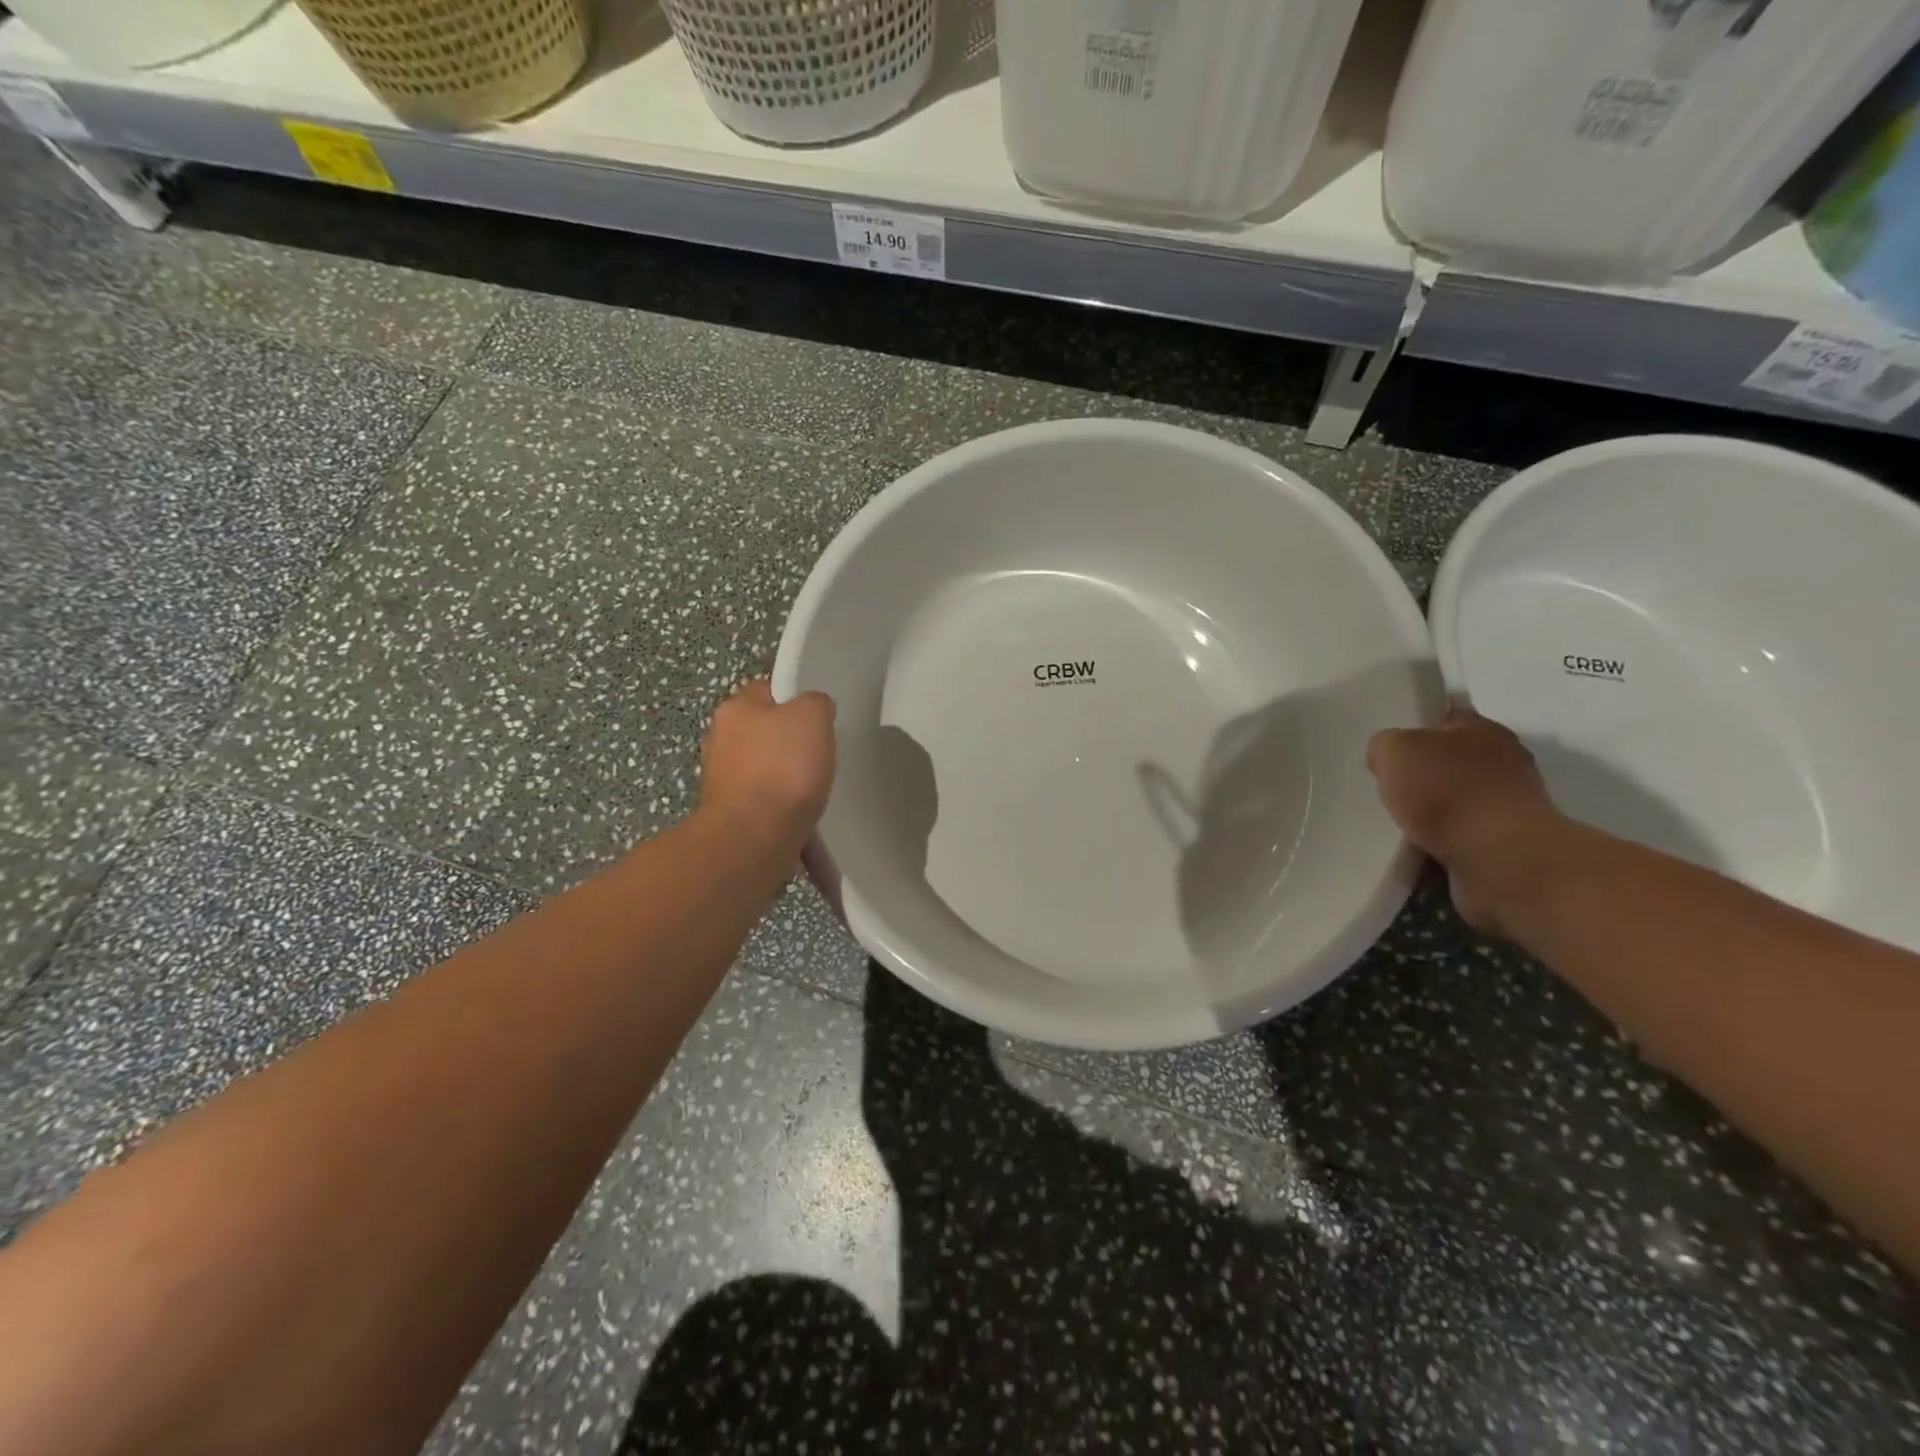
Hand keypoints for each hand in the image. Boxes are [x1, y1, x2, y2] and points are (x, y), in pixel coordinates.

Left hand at [698, 679, 836, 856]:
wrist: (754, 838)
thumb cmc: (783, 768)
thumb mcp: (813, 715)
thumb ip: (816, 703)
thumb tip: (814, 710)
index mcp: (734, 710)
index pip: (766, 690)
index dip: (794, 699)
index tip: (819, 718)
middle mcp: (720, 741)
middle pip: (764, 732)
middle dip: (789, 744)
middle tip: (820, 754)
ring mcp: (723, 782)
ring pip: (765, 771)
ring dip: (787, 780)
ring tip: (815, 791)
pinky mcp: (732, 817)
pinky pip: (766, 805)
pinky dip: (784, 810)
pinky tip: (803, 818)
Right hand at [1366, 709, 1565, 934]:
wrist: (1499, 856)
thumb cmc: (1446, 790)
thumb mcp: (1393, 750)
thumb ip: (1384, 745)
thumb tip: (1387, 756)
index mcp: (1483, 729)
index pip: (1445, 718)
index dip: (1415, 728)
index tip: (1389, 747)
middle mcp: (1505, 761)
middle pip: (1451, 761)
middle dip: (1423, 774)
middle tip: (1388, 787)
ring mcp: (1510, 805)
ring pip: (1456, 801)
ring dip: (1432, 812)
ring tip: (1397, 823)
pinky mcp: (1507, 843)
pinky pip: (1461, 837)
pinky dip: (1441, 842)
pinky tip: (1417, 848)